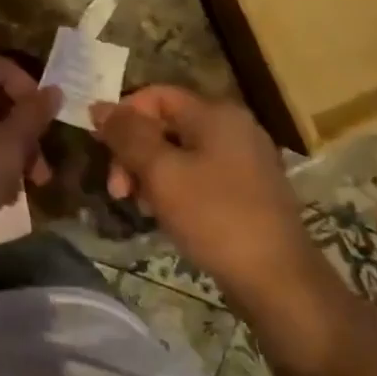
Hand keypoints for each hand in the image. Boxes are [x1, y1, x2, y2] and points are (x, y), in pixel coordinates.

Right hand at [89, 86, 315, 302]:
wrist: (278, 280)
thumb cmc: (215, 217)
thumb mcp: (160, 173)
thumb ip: (127, 135)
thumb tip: (99, 106)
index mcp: (215, 113)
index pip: (155, 95)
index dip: (123, 116)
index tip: (102, 151)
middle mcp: (233, 127)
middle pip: (165, 124)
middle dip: (134, 152)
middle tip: (118, 190)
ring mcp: (244, 159)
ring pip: (179, 152)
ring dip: (150, 173)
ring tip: (141, 207)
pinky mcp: (248, 189)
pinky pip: (199, 174)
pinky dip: (174, 187)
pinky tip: (165, 215)